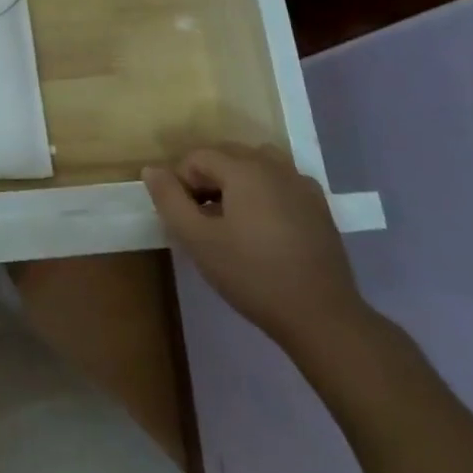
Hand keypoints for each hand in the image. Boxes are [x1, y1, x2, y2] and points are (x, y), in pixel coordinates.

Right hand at [145, 145, 370, 350]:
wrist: (322, 316)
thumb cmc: (252, 275)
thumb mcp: (198, 240)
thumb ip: (169, 199)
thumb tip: (150, 169)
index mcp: (244, 168)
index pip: (197, 157)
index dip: (181, 183)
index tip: (184, 218)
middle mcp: (274, 165)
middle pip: (227, 156)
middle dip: (208, 180)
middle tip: (203, 221)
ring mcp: (301, 184)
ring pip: (256, 165)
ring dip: (236, 183)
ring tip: (232, 220)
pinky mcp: (319, 206)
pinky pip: (281, 182)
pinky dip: (264, 192)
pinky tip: (264, 228)